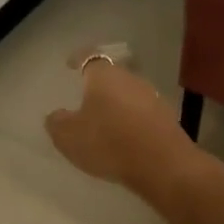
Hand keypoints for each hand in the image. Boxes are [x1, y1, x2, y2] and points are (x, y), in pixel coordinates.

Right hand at [45, 52, 204, 201]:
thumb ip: (57, 123)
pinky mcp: (166, 119)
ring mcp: (152, 98)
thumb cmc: (109, 142)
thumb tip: (56, 115)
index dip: (78, 58)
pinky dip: (130, 120)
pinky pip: (141, 113)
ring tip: (104, 121)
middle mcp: (130, 79)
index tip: (70, 63)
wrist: (163, 165)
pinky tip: (124, 137)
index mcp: (104, 76)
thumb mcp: (68, 137)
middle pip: (111, 76)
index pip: (89, 57)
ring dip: (116, 104)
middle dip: (98, 85)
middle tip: (85, 97)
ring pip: (128, 94)